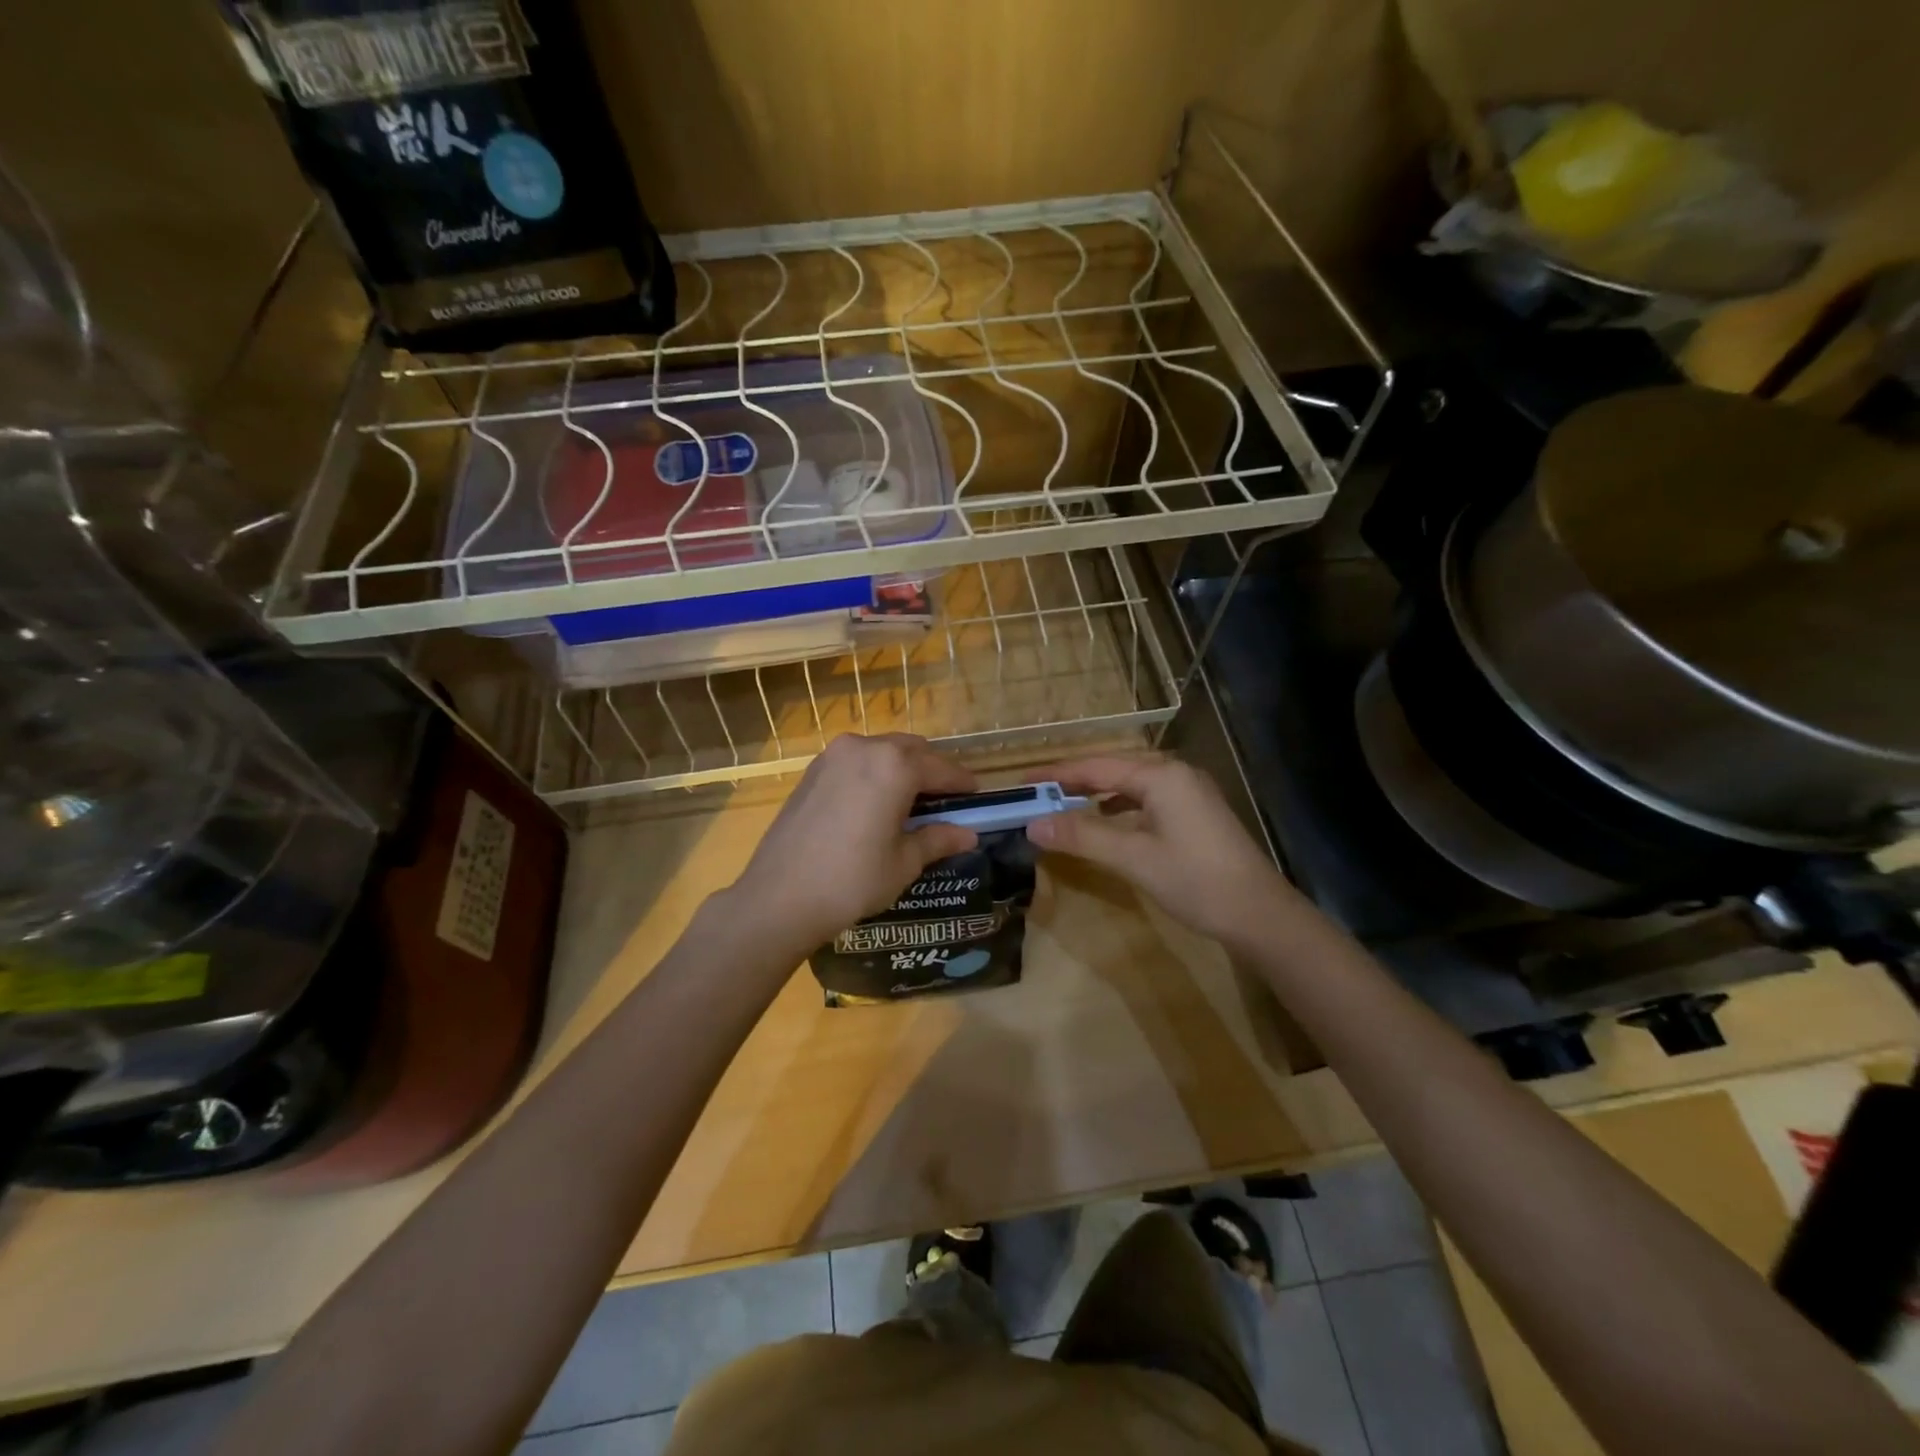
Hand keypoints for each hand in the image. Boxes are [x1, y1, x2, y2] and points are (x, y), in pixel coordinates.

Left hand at [728, 734, 979, 952]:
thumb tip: (968, 834)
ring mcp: (833, 756)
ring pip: (881, 750)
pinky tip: (877, 802)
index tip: (977, 796)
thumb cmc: (852, 880)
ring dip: (902, 768)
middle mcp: (864, 747)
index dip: (962, 783)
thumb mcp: (903, 863)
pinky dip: (874, 772)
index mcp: (894, 766)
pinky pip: (856, 760)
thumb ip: (937, 839)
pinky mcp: (812, 771)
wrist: (779, 897)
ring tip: (912, 801)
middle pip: (911, 750)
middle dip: (932, 770)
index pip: (940, 768)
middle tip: (945, 800)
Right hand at [1025, 754, 1302, 947]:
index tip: (1020, 784)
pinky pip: (1145, 798)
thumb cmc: (1195, 881)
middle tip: (1035, 795)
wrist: (1260, 914)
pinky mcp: (1194, 812)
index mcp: (1160, 775)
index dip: (1056, 775)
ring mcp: (1188, 792)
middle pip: (1112, 769)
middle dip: (1073, 781)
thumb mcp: (1133, 858)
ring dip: (1095, 793)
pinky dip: (1119, 806)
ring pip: (1129, 784)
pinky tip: (1106, 820)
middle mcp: (1175, 773)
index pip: (1095, 766)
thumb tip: (1032, 824)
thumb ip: (1082, 836)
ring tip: (1062, 806)